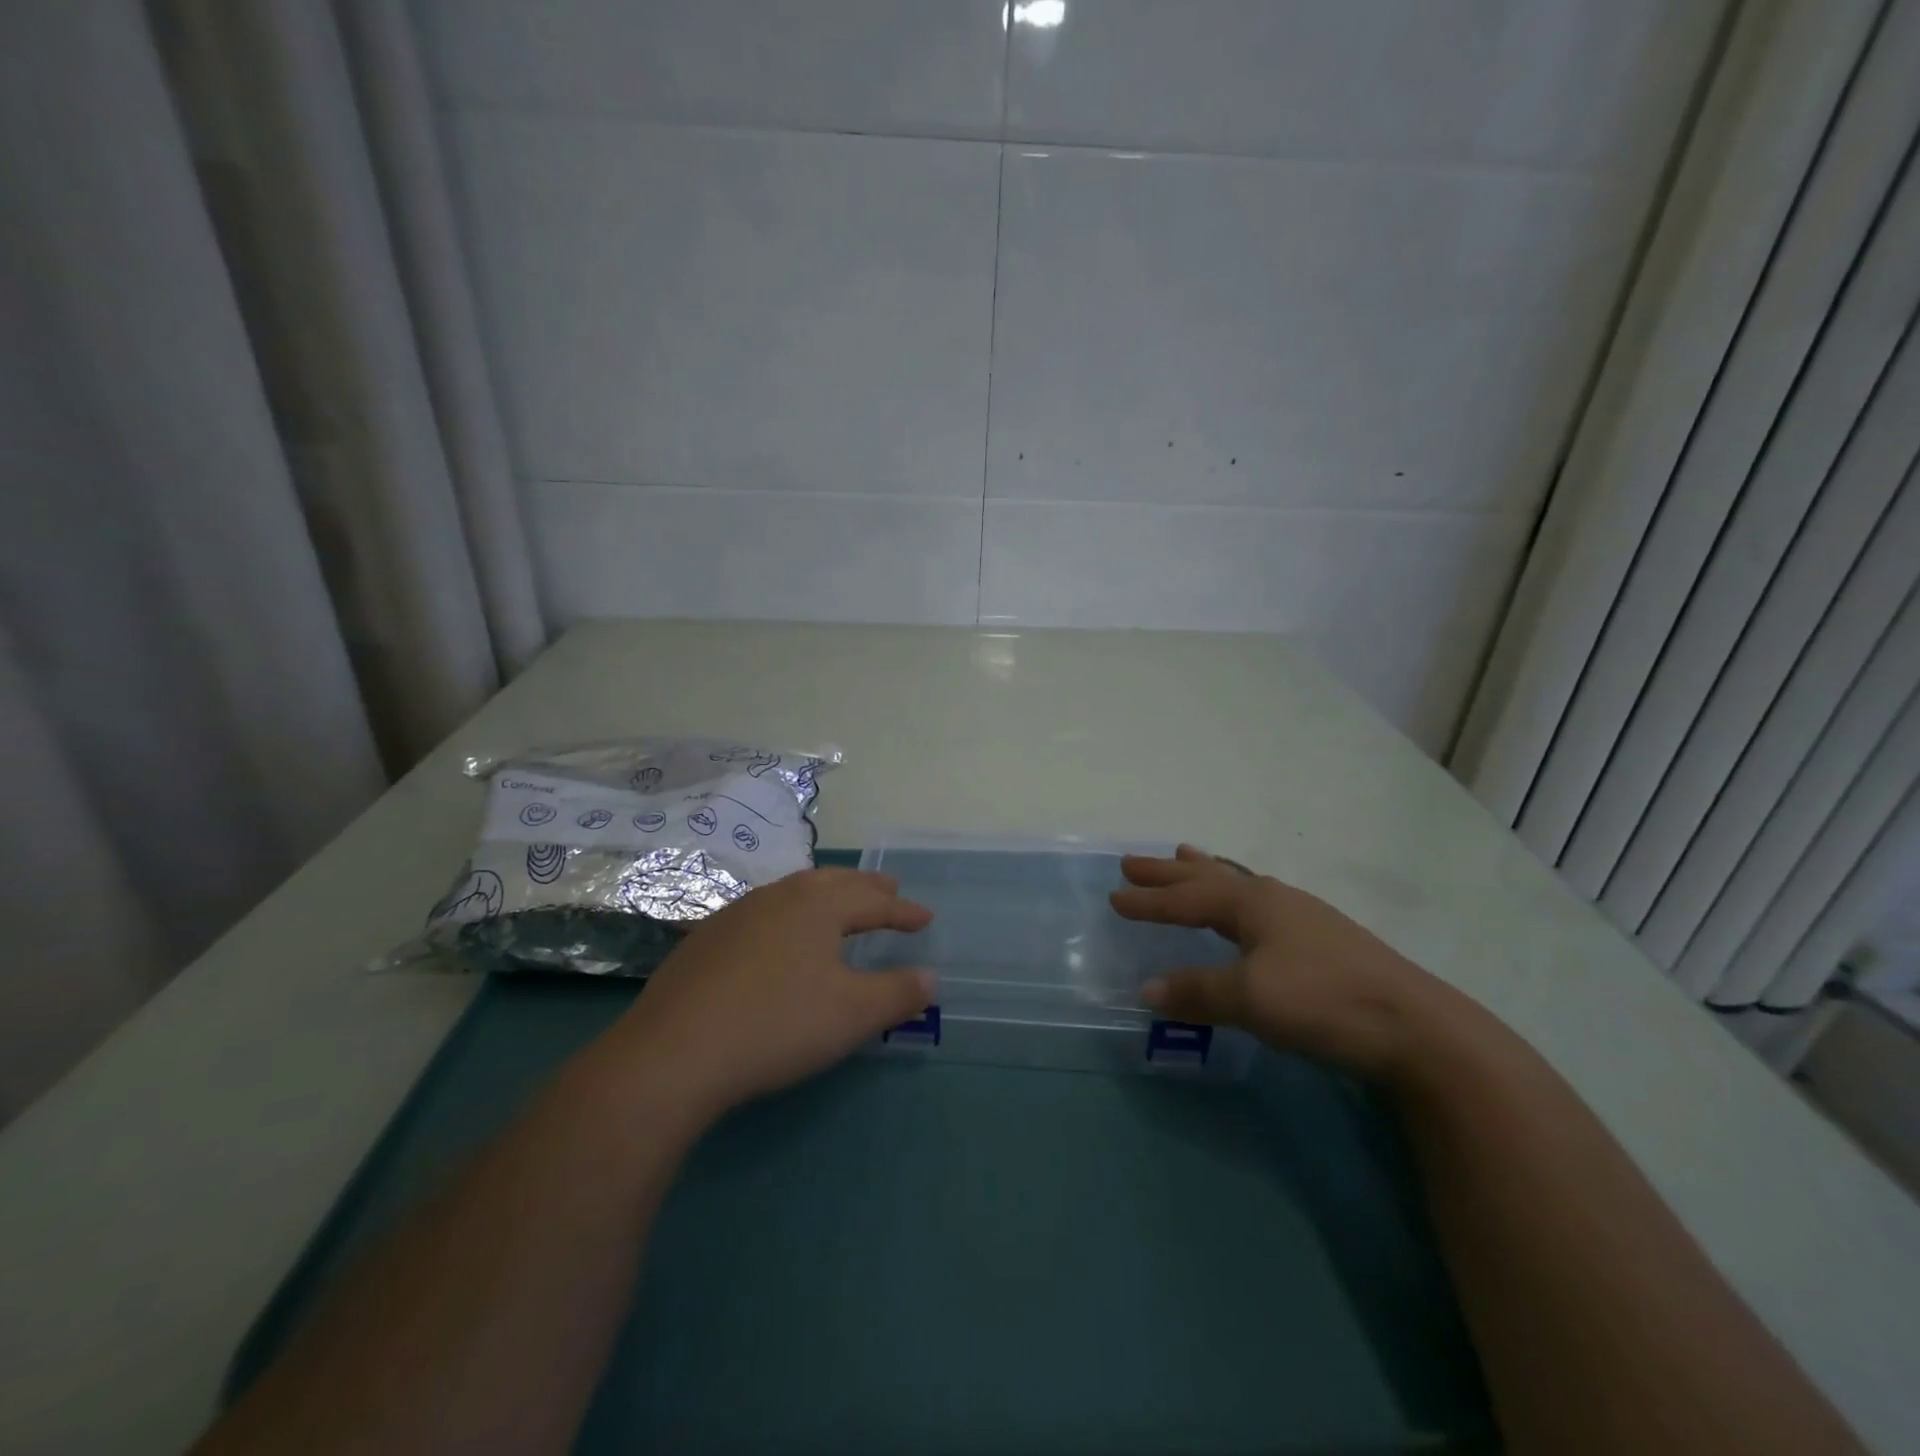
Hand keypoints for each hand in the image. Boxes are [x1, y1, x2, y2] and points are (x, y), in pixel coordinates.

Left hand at [602, 868, 934, 1120]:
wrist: (674, 1052)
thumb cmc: (777, 1025)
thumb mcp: (853, 1015)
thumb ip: (898, 994)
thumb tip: (931, 978)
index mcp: (818, 907)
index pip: (872, 902)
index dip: (903, 911)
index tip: (926, 917)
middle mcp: (779, 897)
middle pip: (832, 882)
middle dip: (865, 887)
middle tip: (888, 890)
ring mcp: (737, 914)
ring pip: (793, 890)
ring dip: (824, 893)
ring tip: (837, 903)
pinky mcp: (705, 938)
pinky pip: (762, 910)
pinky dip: (787, 912)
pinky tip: (778, 935)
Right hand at [1110, 845, 1456, 1080]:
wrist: (1419, 1030)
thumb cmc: (1325, 1002)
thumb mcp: (1251, 999)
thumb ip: (1197, 991)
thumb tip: (1144, 990)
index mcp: (1253, 903)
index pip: (1187, 899)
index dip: (1149, 901)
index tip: (1114, 897)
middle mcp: (1275, 899)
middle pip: (1210, 879)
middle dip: (1169, 873)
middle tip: (1133, 861)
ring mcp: (1304, 917)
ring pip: (1240, 884)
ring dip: (1206, 873)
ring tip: (1185, 858)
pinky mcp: (1324, 939)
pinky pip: (1261, 901)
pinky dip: (1237, 893)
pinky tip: (1248, 908)